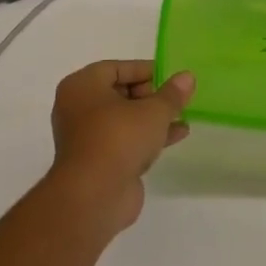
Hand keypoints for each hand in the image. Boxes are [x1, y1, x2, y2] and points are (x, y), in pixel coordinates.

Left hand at [47, 60, 192, 232]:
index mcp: (82, 87)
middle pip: (120, 93)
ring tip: (183, 115)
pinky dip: (148, 136)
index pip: (117, 68)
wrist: (93, 197)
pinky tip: (178, 135)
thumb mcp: (153, 111)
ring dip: (153, 117)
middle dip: (151, 95)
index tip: (171, 76)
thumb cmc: (119, 139)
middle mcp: (79, 108)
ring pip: (125, 119)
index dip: (146, 70)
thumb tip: (187, 77)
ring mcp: (88, 137)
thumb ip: (172, 94)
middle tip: (176, 98)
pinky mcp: (98, 161)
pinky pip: (126, 140)